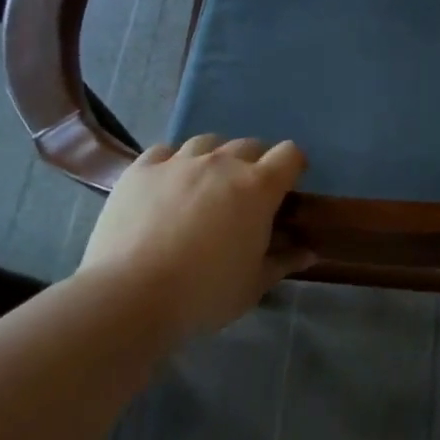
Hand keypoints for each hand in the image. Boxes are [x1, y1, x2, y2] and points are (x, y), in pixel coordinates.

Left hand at [78, 136, 308, 342]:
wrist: (131, 296)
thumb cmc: (204, 293)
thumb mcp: (253, 285)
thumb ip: (283, 262)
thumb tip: (308, 253)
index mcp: (258, 187)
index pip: (290, 154)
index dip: (293, 167)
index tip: (286, 188)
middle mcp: (222, 163)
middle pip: (249, 145)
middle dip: (254, 164)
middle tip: (244, 196)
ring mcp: (179, 161)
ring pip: (207, 143)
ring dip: (214, 158)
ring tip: (204, 185)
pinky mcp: (141, 169)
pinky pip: (164, 151)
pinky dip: (172, 162)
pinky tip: (166, 185)